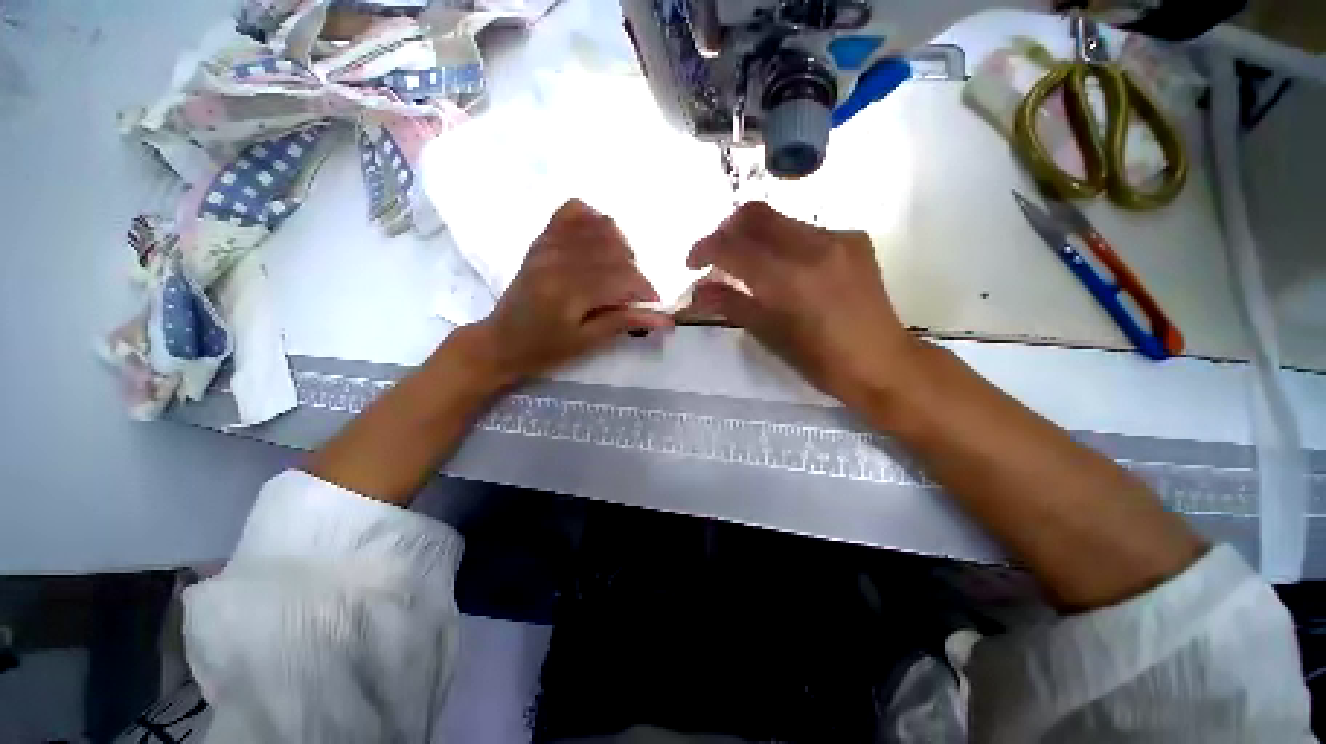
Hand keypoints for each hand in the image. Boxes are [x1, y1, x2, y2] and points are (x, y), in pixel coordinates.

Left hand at [462, 199, 672, 384]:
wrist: (501, 341)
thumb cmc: (545, 349)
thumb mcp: (587, 342)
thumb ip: (625, 322)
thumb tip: (665, 320)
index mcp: (570, 290)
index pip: (623, 277)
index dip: (645, 290)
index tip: (652, 305)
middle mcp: (560, 259)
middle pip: (616, 250)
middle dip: (635, 272)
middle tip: (632, 294)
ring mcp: (548, 244)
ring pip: (600, 227)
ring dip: (620, 246)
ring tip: (617, 271)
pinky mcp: (542, 239)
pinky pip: (572, 212)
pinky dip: (593, 220)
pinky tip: (598, 241)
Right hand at [687, 201, 921, 406]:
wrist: (881, 362)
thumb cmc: (819, 360)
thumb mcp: (769, 335)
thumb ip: (731, 304)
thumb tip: (697, 290)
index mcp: (787, 279)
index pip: (732, 246)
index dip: (704, 248)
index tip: (693, 262)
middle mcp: (812, 246)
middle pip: (754, 214)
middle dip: (726, 230)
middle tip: (717, 255)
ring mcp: (837, 238)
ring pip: (780, 219)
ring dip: (755, 236)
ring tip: (749, 265)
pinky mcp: (854, 239)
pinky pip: (805, 229)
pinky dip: (783, 242)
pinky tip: (786, 268)